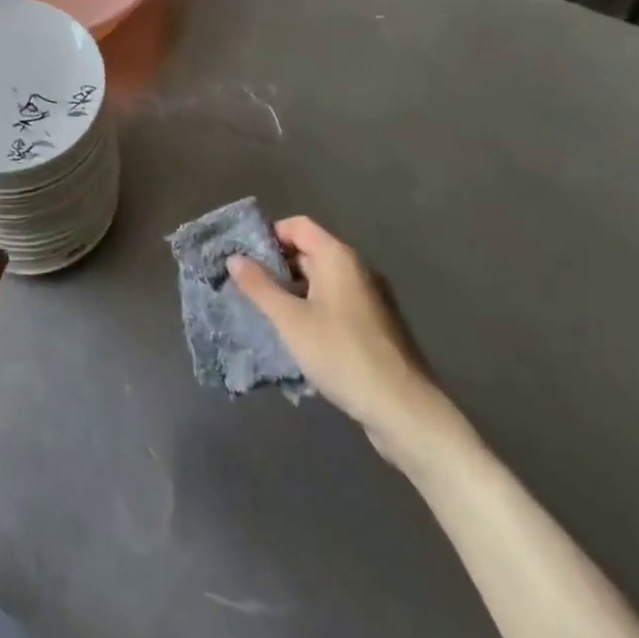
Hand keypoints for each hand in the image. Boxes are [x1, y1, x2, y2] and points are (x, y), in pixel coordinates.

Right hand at [228, 217, 458, 466]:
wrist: (404, 412)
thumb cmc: (342, 354)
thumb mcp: (290, 320)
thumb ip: (259, 286)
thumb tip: (234, 257)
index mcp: (338, 257)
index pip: (298, 225)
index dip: (269, 235)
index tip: (244, 258)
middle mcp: (356, 270)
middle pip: (309, 251)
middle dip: (276, 266)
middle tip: (247, 287)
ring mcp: (368, 300)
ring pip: (320, 282)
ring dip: (292, 292)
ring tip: (264, 313)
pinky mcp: (374, 328)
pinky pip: (334, 305)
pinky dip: (311, 310)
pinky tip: (296, 337)